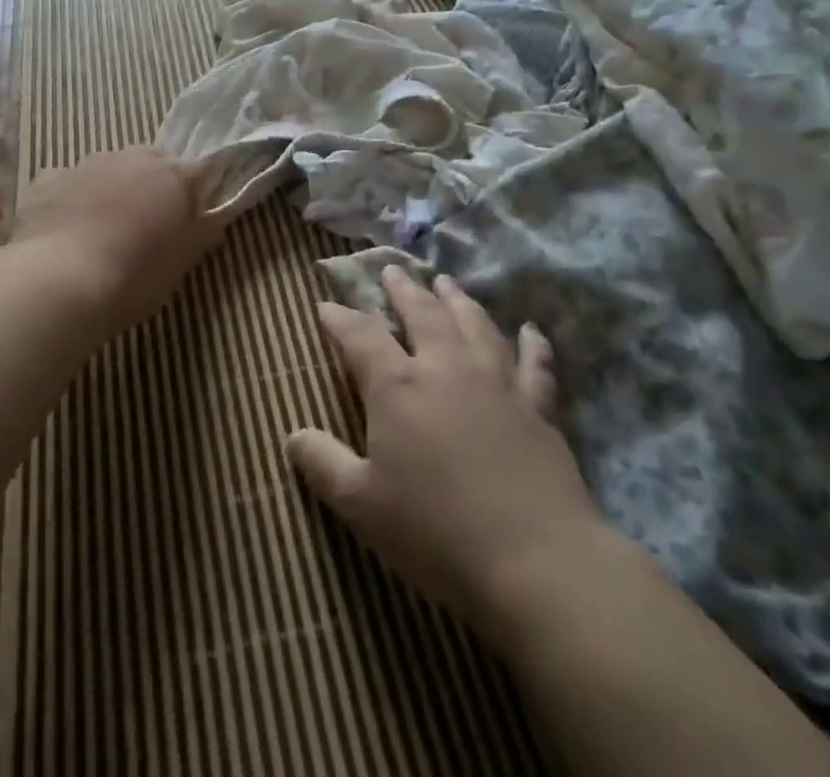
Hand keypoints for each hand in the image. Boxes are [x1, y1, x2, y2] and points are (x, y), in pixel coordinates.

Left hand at [11, 148, 223, 331]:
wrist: (59, 283)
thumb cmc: (135, 276)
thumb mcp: (181, 263)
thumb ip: (202, 234)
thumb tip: (214, 219)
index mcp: (172, 176)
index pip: (202, 167)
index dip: (202, 187)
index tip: (198, 210)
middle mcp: (132, 158)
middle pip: (154, 159)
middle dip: (157, 181)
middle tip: (152, 220)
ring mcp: (86, 164)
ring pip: (110, 166)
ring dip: (114, 186)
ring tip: (107, 225)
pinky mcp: (47, 180)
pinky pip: (68, 182)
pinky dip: (72, 196)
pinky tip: (66, 226)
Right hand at [287, 267, 604, 640]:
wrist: (534, 560)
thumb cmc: (435, 532)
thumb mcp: (361, 505)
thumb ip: (323, 464)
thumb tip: (291, 435)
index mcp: (398, 387)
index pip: (361, 336)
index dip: (340, 319)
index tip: (326, 306)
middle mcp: (446, 368)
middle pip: (422, 314)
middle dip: (403, 289)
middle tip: (392, 269)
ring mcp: (497, 382)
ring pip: (474, 325)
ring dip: (458, 299)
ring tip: (446, 281)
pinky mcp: (538, 406)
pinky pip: (534, 363)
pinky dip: (531, 343)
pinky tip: (530, 329)